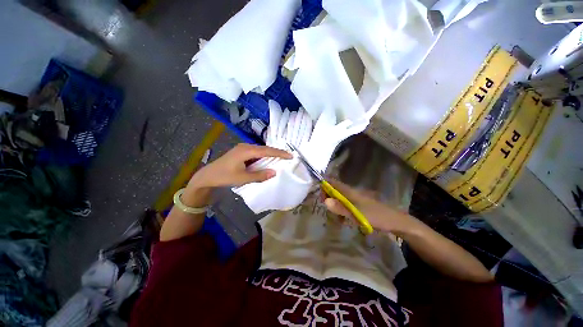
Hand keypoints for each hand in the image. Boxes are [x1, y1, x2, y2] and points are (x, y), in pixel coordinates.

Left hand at [188, 143, 291, 188]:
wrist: (207, 176)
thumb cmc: (224, 176)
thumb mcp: (243, 178)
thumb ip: (259, 175)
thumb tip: (274, 172)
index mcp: (246, 151)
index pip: (267, 151)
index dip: (279, 153)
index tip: (290, 156)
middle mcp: (245, 146)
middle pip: (265, 149)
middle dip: (276, 152)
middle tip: (288, 157)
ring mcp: (242, 148)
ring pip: (260, 150)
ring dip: (270, 154)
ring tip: (281, 158)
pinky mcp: (241, 152)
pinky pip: (256, 153)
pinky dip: (263, 157)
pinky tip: (267, 160)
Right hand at [323, 179, 420, 235]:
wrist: (395, 221)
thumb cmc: (375, 216)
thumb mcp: (356, 214)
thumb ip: (340, 208)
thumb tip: (325, 201)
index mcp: (350, 191)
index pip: (333, 183)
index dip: (324, 186)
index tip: (319, 196)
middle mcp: (351, 192)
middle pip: (335, 190)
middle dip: (328, 197)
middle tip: (325, 209)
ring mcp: (356, 199)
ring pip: (340, 198)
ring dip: (334, 205)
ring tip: (334, 217)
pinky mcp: (359, 205)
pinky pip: (346, 205)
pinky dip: (342, 211)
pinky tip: (343, 220)